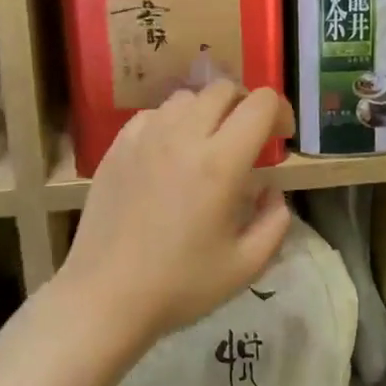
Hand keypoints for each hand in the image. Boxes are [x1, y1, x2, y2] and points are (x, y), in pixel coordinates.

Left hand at [59, 81, 294, 350]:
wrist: (105, 296)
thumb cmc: (180, 285)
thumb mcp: (247, 265)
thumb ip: (274, 221)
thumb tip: (272, 189)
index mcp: (221, 163)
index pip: (260, 103)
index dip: (280, 112)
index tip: (280, 140)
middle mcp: (182, 136)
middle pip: (223, 89)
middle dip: (245, 107)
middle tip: (248, 141)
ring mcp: (145, 137)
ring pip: (187, 98)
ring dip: (207, 112)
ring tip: (207, 146)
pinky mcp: (118, 146)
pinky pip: (153, 114)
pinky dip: (171, 123)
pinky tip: (169, 154)